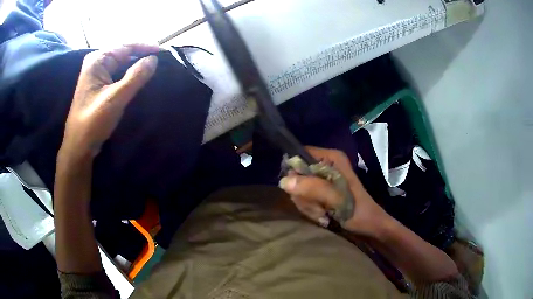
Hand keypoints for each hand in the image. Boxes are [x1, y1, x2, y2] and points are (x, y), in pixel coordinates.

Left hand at [59, 44, 158, 161]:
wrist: (79, 145)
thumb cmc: (93, 121)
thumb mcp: (116, 98)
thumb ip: (136, 76)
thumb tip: (154, 59)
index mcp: (97, 60)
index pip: (126, 46)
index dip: (146, 47)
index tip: (164, 52)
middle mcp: (96, 62)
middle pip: (124, 53)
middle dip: (142, 55)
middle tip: (161, 61)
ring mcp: (97, 74)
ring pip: (122, 63)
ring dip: (137, 66)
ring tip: (154, 68)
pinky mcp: (99, 85)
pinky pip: (118, 73)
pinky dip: (130, 75)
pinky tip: (140, 78)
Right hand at [279, 147, 392, 237]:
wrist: (368, 227)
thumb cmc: (357, 212)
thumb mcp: (337, 200)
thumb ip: (312, 188)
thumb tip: (284, 181)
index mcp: (331, 158)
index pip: (300, 154)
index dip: (295, 172)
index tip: (300, 190)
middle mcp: (325, 165)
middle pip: (297, 175)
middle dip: (304, 195)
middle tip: (320, 207)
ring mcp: (323, 179)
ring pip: (299, 189)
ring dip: (308, 205)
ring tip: (324, 213)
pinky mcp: (322, 192)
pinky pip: (305, 198)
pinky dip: (311, 210)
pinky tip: (323, 216)